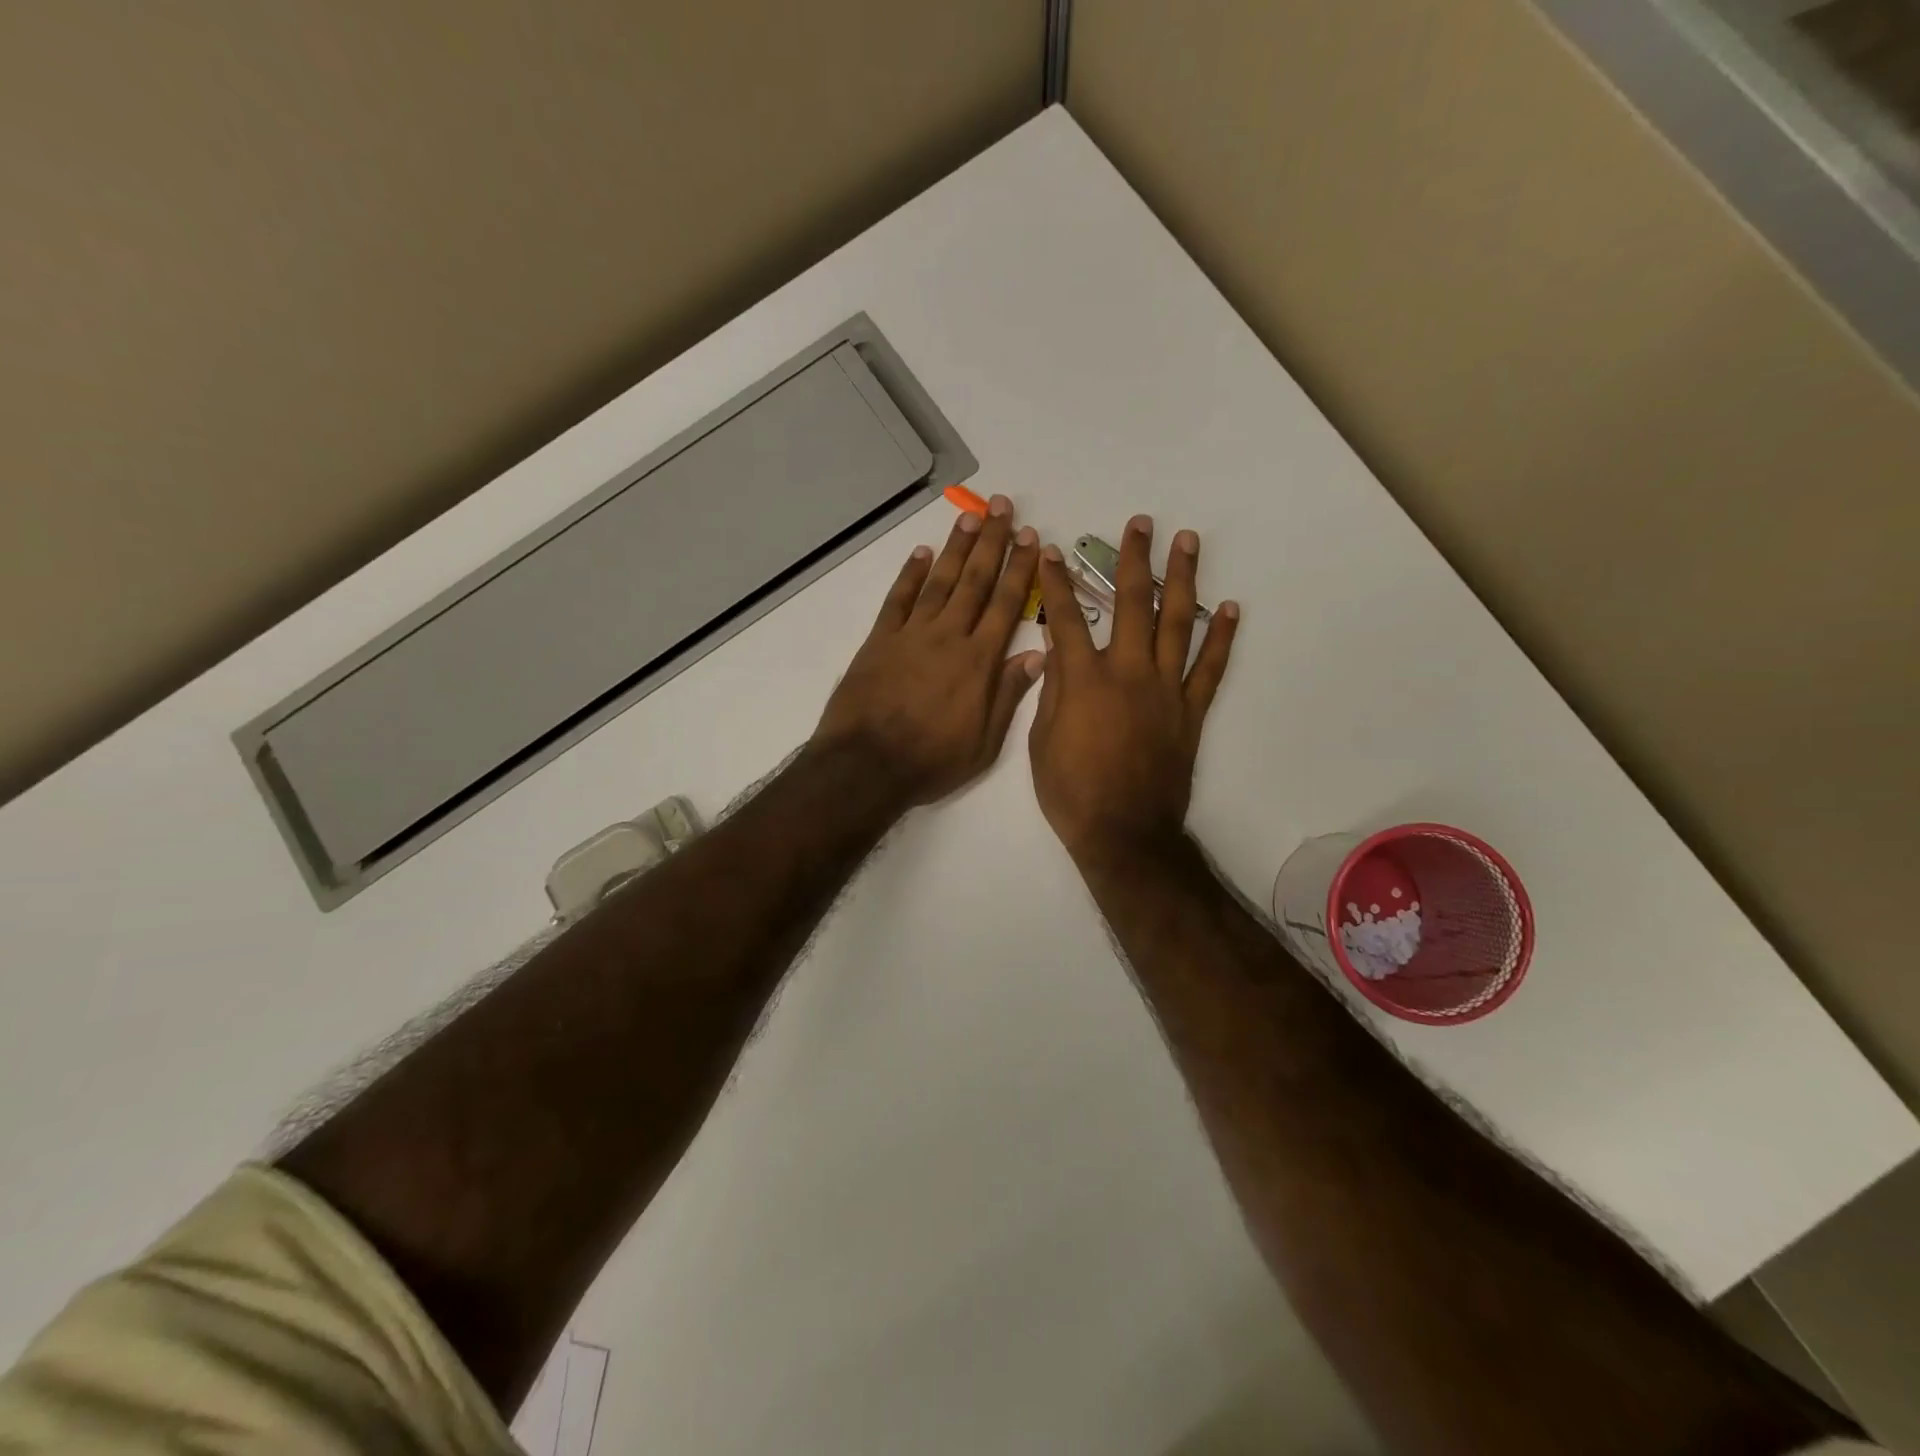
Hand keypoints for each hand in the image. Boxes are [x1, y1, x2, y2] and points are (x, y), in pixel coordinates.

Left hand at [814, 494, 1043, 805]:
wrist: (867, 765)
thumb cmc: (932, 761)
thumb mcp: (984, 742)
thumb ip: (1009, 695)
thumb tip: (1038, 655)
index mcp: (979, 661)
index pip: (1007, 604)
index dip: (1020, 569)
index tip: (1031, 538)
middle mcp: (949, 637)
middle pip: (975, 581)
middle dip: (992, 542)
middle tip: (1004, 507)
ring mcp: (912, 635)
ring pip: (940, 581)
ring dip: (956, 547)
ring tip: (971, 516)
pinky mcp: (880, 640)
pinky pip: (898, 599)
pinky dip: (909, 574)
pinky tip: (921, 553)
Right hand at [1029, 515, 1238, 870]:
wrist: (1123, 832)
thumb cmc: (1071, 792)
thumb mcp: (1041, 741)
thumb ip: (1053, 690)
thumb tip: (1056, 650)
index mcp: (1084, 679)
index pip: (1065, 618)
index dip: (1057, 582)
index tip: (1053, 551)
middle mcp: (1128, 672)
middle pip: (1131, 603)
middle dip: (1133, 559)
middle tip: (1141, 524)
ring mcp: (1165, 689)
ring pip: (1177, 622)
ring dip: (1182, 579)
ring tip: (1187, 542)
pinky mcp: (1190, 710)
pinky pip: (1210, 667)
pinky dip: (1221, 637)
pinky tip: (1230, 608)